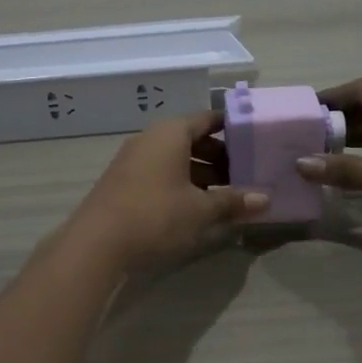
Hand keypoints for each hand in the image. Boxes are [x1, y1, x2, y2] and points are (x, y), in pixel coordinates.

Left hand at [64, 112, 268, 272]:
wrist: (97, 243)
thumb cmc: (156, 215)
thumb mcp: (200, 210)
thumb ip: (232, 201)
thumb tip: (264, 199)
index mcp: (171, 133)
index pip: (207, 119)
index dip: (232, 128)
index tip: (254, 140)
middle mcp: (150, 139)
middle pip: (192, 140)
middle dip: (219, 157)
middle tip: (244, 176)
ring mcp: (133, 160)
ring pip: (176, 159)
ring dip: (201, 174)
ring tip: (225, 197)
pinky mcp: (124, 182)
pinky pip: (160, 174)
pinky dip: (181, 184)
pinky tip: (196, 208)